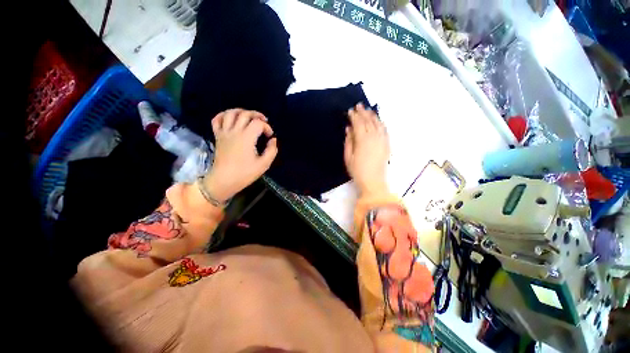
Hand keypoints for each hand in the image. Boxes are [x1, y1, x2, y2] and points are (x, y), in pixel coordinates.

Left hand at [202, 109, 277, 201]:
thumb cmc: (245, 173)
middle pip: (245, 114)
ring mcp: (224, 133)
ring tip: (249, 117)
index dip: (267, 127)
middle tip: (264, 121)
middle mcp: (235, 131)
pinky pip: (217, 120)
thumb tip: (273, 140)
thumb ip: (272, 150)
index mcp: (247, 137)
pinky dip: (223, 115)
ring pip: (230, 113)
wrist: (223, 180)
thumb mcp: (264, 164)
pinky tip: (230, 118)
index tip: (270, 136)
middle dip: (257, 115)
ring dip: (241, 111)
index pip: (258, 123)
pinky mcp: (218, 136)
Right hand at [345, 103, 389, 195]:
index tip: (350, 111)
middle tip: (358, 106)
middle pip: (368, 121)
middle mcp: (373, 137)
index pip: (358, 123)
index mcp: (362, 139)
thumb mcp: (348, 157)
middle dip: (363, 112)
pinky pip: (384, 129)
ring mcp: (382, 140)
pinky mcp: (387, 144)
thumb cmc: (357, 170)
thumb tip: (349, 129)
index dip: (353, 116)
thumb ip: (349, 141)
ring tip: (368, 110)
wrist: (373, 181)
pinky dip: (381, 123)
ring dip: (372, 115)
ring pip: (377, 123)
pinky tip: (378, 121)